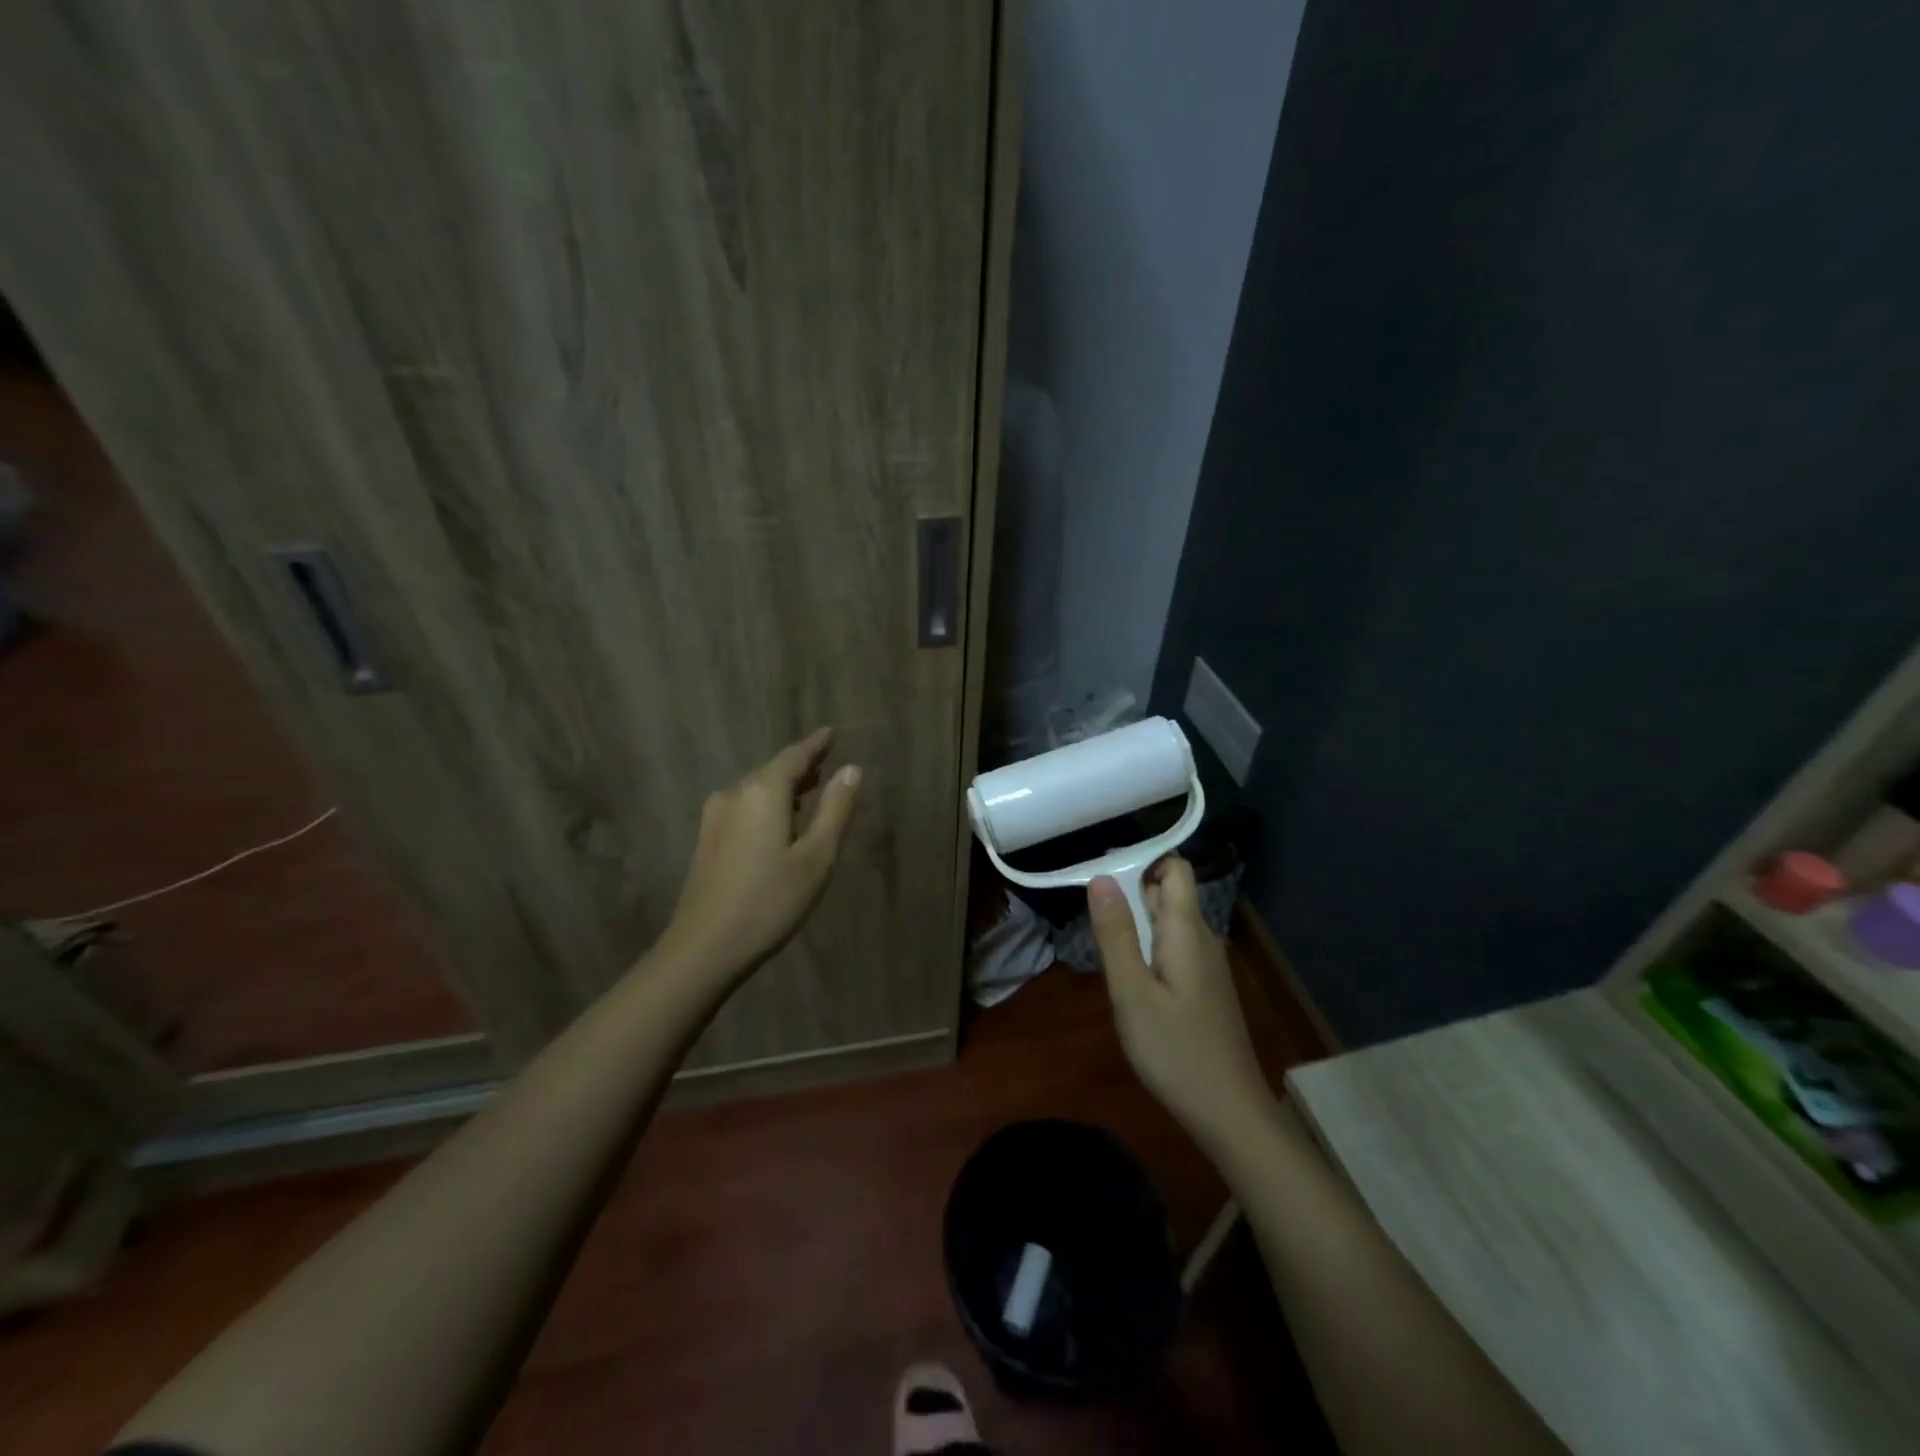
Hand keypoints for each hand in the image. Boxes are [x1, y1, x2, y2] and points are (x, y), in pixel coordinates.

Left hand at [659, 727, 862, 983]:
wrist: (704, 948)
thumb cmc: (770, 901)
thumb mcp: (816, 857)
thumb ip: (835, 810)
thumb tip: (852, 770)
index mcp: (762, 792)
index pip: (794, 756)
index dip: (816, 744)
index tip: (832, 732)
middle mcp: (735, 794)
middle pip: (773, 770)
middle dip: (800, 766)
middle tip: (827, 762)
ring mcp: (715, 818)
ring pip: (757, 790)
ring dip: (784, 787)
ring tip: (810, 790)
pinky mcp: (708, 840)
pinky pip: (745, 807)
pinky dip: (768, 805)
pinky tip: (780, 822)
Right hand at [1089, 857, 1271, 1144]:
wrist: (1229, 1112)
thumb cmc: (1175, 1050)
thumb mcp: (1131, 992)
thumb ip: (1116, 934)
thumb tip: (1101, 877)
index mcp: (1186, 931)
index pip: (1176, 869)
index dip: (1144, 862)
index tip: (1105, 874)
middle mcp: (1202, 939)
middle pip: (1170, 894)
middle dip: (1133, 892)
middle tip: (1093, 913)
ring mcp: (1207, 966)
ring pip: (1171, 923)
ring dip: (1138, 922)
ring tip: (1105, 941)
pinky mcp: (1205, 989)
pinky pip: (1175, 948)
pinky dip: (1150, 947)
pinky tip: (1131, 976)